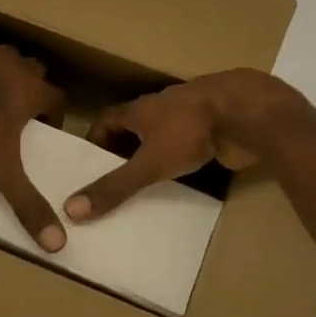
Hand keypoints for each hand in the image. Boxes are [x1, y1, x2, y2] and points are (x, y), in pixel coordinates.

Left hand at [0, 37, 67, 251]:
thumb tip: (57, 244)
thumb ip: (27, 203)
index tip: (44, 126)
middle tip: (12, 108)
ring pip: (0, 57)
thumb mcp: (1, 168)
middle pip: (33, 71)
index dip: (53, 112)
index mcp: (32, 91)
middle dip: (27, 86)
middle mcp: (15, 65)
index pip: (57, 99)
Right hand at [65, 69, 315, 222]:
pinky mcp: (214, 128)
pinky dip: (183, 157)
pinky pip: (191, 143)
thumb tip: (71, 210)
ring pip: (165, 133)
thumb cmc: (189, 131)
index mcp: (140, 108)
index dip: (96, 139)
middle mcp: (162, 106)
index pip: (108, 119)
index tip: (90, 164)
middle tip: (115, 180)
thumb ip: (115, 186)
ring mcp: (191, 115)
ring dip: (155, 152)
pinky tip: (184, 177)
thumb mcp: (148, 163)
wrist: (245, 113)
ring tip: (146, 183)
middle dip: (125, 149)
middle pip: (136, 125)